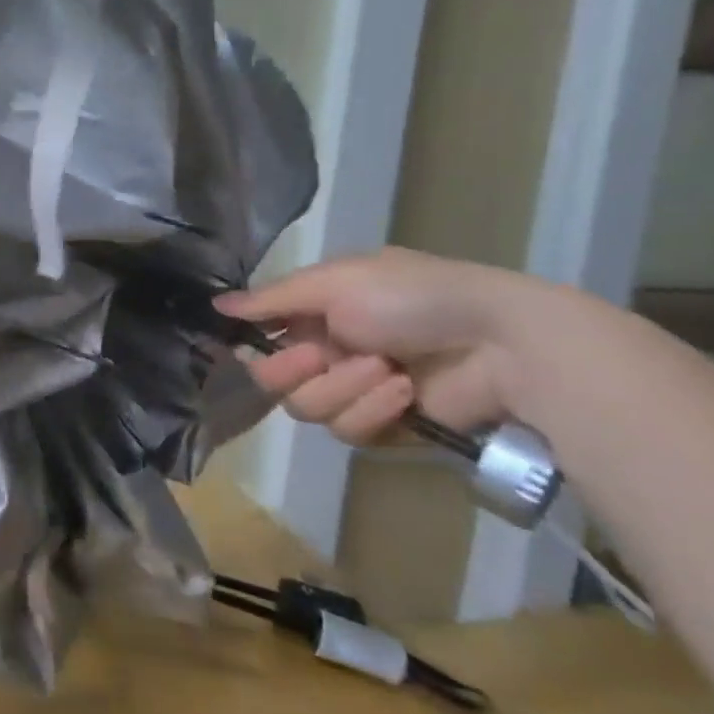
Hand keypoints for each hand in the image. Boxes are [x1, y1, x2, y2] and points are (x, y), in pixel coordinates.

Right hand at [215, 247, 523, 443]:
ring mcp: (355, 389)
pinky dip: (374, 409)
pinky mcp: (385, 425)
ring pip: (309, 409)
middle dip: (295, 371)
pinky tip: (404, 390)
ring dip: (344, 388)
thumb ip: (272, 299)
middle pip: (275, 381)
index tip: (253, 343)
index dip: (254, 344)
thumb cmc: (411, 297)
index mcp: (315, 311)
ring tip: (384, 369)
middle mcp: (327, 349)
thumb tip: (215, 305)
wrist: (498, 342)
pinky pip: (350, 431)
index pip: (262, 337)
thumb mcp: (336, 282)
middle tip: (320, 356)